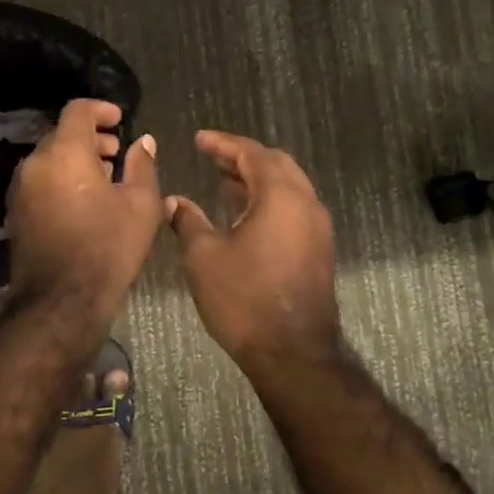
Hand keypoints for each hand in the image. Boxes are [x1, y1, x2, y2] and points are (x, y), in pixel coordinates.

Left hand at [7, 99, 161, 315]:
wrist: (61, 301)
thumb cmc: (108, 247)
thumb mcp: (141, 204)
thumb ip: (142, 165)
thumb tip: (143, 141)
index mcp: (64, 153)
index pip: (77, 111)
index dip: (101, 109)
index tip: (120, 121)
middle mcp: (35, 164)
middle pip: (61, 135)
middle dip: (90, 138)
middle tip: (116, 153)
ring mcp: (20, 190)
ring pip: (49, 160)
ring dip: (75, 160)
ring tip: (104, 179)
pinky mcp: (16, 214)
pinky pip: (40, 182)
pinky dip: (61, 180)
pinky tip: (84, 203)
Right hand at [167, 131, 339, 370]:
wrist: (293, 353)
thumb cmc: (244, 298)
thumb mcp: (204, 256)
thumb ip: (188, 221)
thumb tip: (174, 201)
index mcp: (281, 195)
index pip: (252, 152)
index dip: (223, 143)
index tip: (199, 139)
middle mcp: (306, 203)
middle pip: (276, 164)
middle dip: (242, 157)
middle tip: (212, 158)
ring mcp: (317, 227)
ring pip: (288, 186)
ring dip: (256, 179)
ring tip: (223, 181)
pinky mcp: (318, 249)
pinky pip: (293, 208)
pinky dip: (268, 200)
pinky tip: (243, 214)